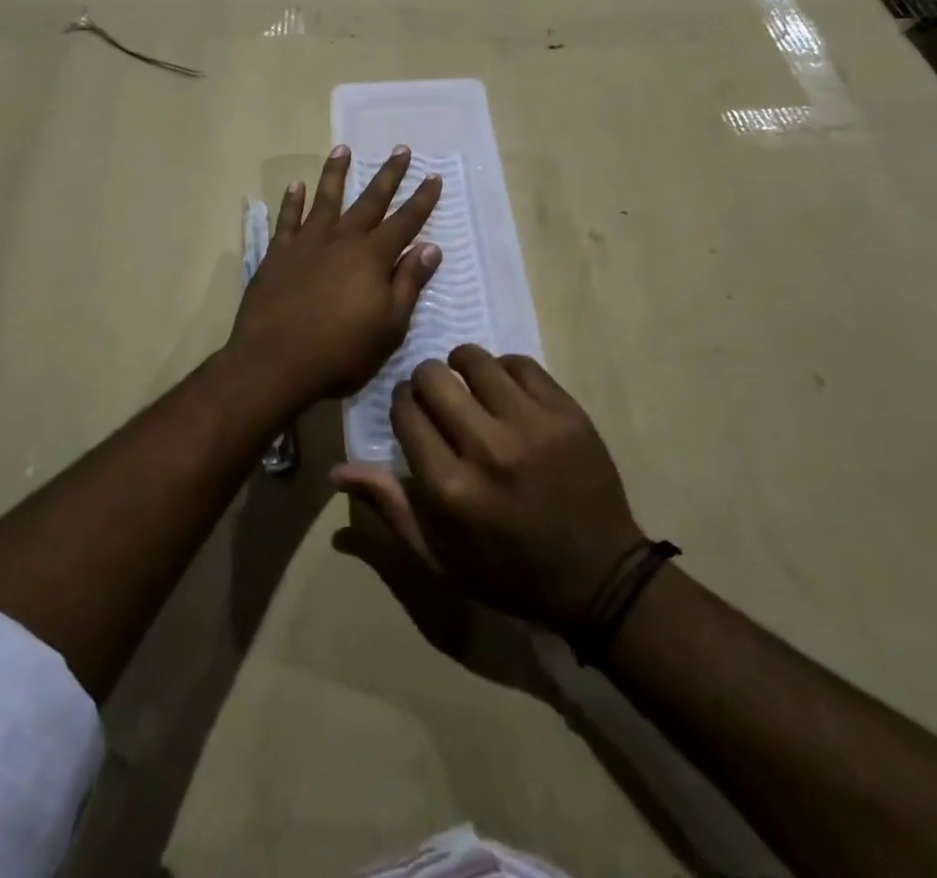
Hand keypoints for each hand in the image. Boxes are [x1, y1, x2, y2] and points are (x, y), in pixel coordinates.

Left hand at [226, 145, 442, 408]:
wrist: (273, 363)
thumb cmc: (340, 353)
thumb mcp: (389, 327)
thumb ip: (408, 283)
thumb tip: (429, 247)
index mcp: (372, 257)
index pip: (405, 221)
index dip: (422, 200)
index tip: (433, 176)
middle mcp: (341, 240)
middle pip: (370, 201)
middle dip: (388, 175)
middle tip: (401, 149)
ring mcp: (306, 244)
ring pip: (325, 199)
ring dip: (336, 173)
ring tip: (343, 149)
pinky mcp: (277, 254)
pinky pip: (286, 220)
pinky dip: (292, 201)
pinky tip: (295, 185)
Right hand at [332, 347, 644, 631]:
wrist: (598, 576)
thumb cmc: (509, 572)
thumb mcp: (440, 557)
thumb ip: (390, 506)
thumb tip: (338, 469)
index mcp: (450, 489)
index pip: (405, 414)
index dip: (401, 403)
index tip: (409, 408)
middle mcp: (487, 449)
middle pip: (434, 379)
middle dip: (424, 381)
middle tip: (436, 396)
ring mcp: (532, 426)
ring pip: (475, 361)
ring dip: (461, 366)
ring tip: (467, 383)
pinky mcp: (566, 412)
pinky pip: (521, 364)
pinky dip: (504, 369)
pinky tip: (504, 387)